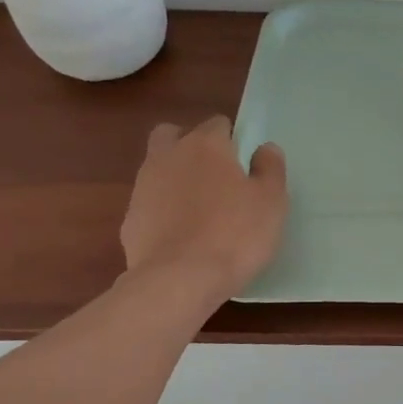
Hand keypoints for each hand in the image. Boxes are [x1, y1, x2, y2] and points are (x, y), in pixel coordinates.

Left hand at [120, 116, 287, 307]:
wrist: (180, 279)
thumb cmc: (235, 234)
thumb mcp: (271, 201)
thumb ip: (270, 169)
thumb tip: (265, 148)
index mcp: (205, 146)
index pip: (217, 123)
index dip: (233, 139)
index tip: (245, 164)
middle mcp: (168, 157)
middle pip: (172, 134)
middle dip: (190, 144)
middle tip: (214, 174)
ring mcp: (143, 188)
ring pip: (158, 168)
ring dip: (175, 178)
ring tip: (201, 210)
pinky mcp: (130, 219)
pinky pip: (150, 204)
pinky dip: (164, 212)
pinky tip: (183, 236)